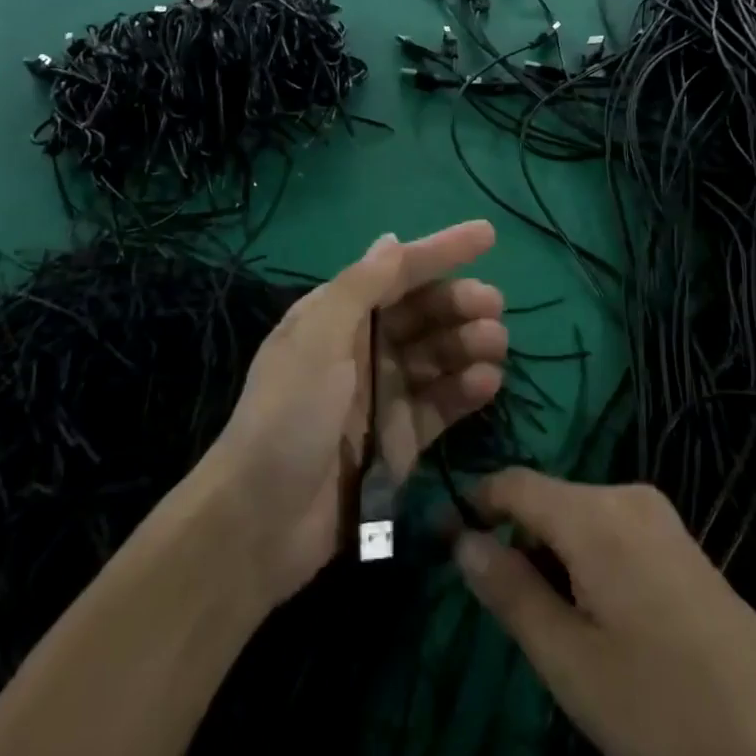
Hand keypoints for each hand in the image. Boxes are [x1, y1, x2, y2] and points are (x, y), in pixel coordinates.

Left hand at [202, 222, 506, 605]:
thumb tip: (391, 239)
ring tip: (495, 343)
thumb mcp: (318, 338)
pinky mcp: (399, 439)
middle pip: (421, 313)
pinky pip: (440, 403)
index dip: (440, 250)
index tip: (487, 235)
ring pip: (436, 356)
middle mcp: (361, 347)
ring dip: (467, 344)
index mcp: (337, 315)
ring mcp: (382, 394)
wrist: (260, 521)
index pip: (396, 272)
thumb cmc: (288, 413)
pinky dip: (464, 390)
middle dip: (458, 302)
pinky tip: (487, 382)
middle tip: (494, 305)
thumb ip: (359, 287)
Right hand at [455, 471, 755, 755]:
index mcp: (595, 513)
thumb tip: (462, 540)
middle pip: (548, 499)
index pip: (514, 482)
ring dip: (552, 557)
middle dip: (517, 540)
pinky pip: (614, 534)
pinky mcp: (685, 549)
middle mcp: (628, 496)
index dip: (474, 503)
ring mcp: (663, 521)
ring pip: (580, 519)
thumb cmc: (667, 713)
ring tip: (551, 625)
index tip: (443, 538)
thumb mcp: (571, 664)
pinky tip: (601, 623)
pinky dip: (587, 564)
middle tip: (502, 609)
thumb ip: (510, 592)